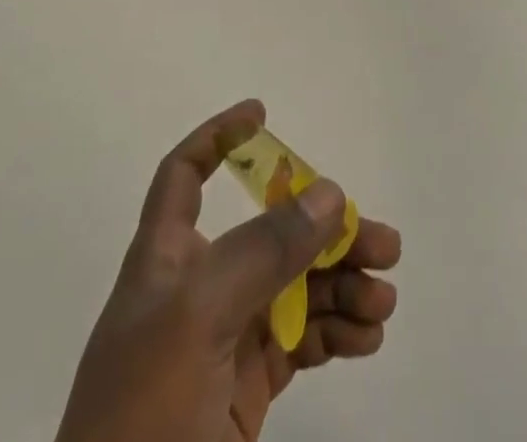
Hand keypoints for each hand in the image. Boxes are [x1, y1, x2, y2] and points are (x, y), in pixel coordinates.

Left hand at [55, 101, 400, 441]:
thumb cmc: (143, 417)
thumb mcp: (198, 317)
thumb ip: (264, 250)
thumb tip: (330, 193)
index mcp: (165, 258)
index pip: (184, 175)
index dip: (218, 139)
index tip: (262, 115)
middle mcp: (196, 288)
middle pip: (267, 232)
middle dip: (324, 230)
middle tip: (381, 243)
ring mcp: (222, 341)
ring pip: (293, 287)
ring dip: (342, 285)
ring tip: (383, 301)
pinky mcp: (244, 391)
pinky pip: (301, 341)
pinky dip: (337, 333)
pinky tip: (367, 338)